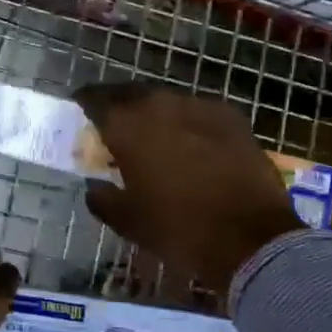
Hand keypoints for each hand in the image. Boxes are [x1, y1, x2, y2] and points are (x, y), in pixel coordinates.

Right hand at [75, 82, 301, 308]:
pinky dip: (187, 120)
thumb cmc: (179, 230)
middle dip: (120, 104)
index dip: (86, 102)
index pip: (96, 100)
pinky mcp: (231, 116)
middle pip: (131, 93)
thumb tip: (94, 187)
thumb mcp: (128, 222)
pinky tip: (191, 138)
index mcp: (128, 126)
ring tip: (153, 130)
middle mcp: (160, 105)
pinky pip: (198, 110)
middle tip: (116, 121)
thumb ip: (103, 198)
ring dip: (154, 110)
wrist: (250, 238)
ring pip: (166, 99)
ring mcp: (199, 106)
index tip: (81, 108)